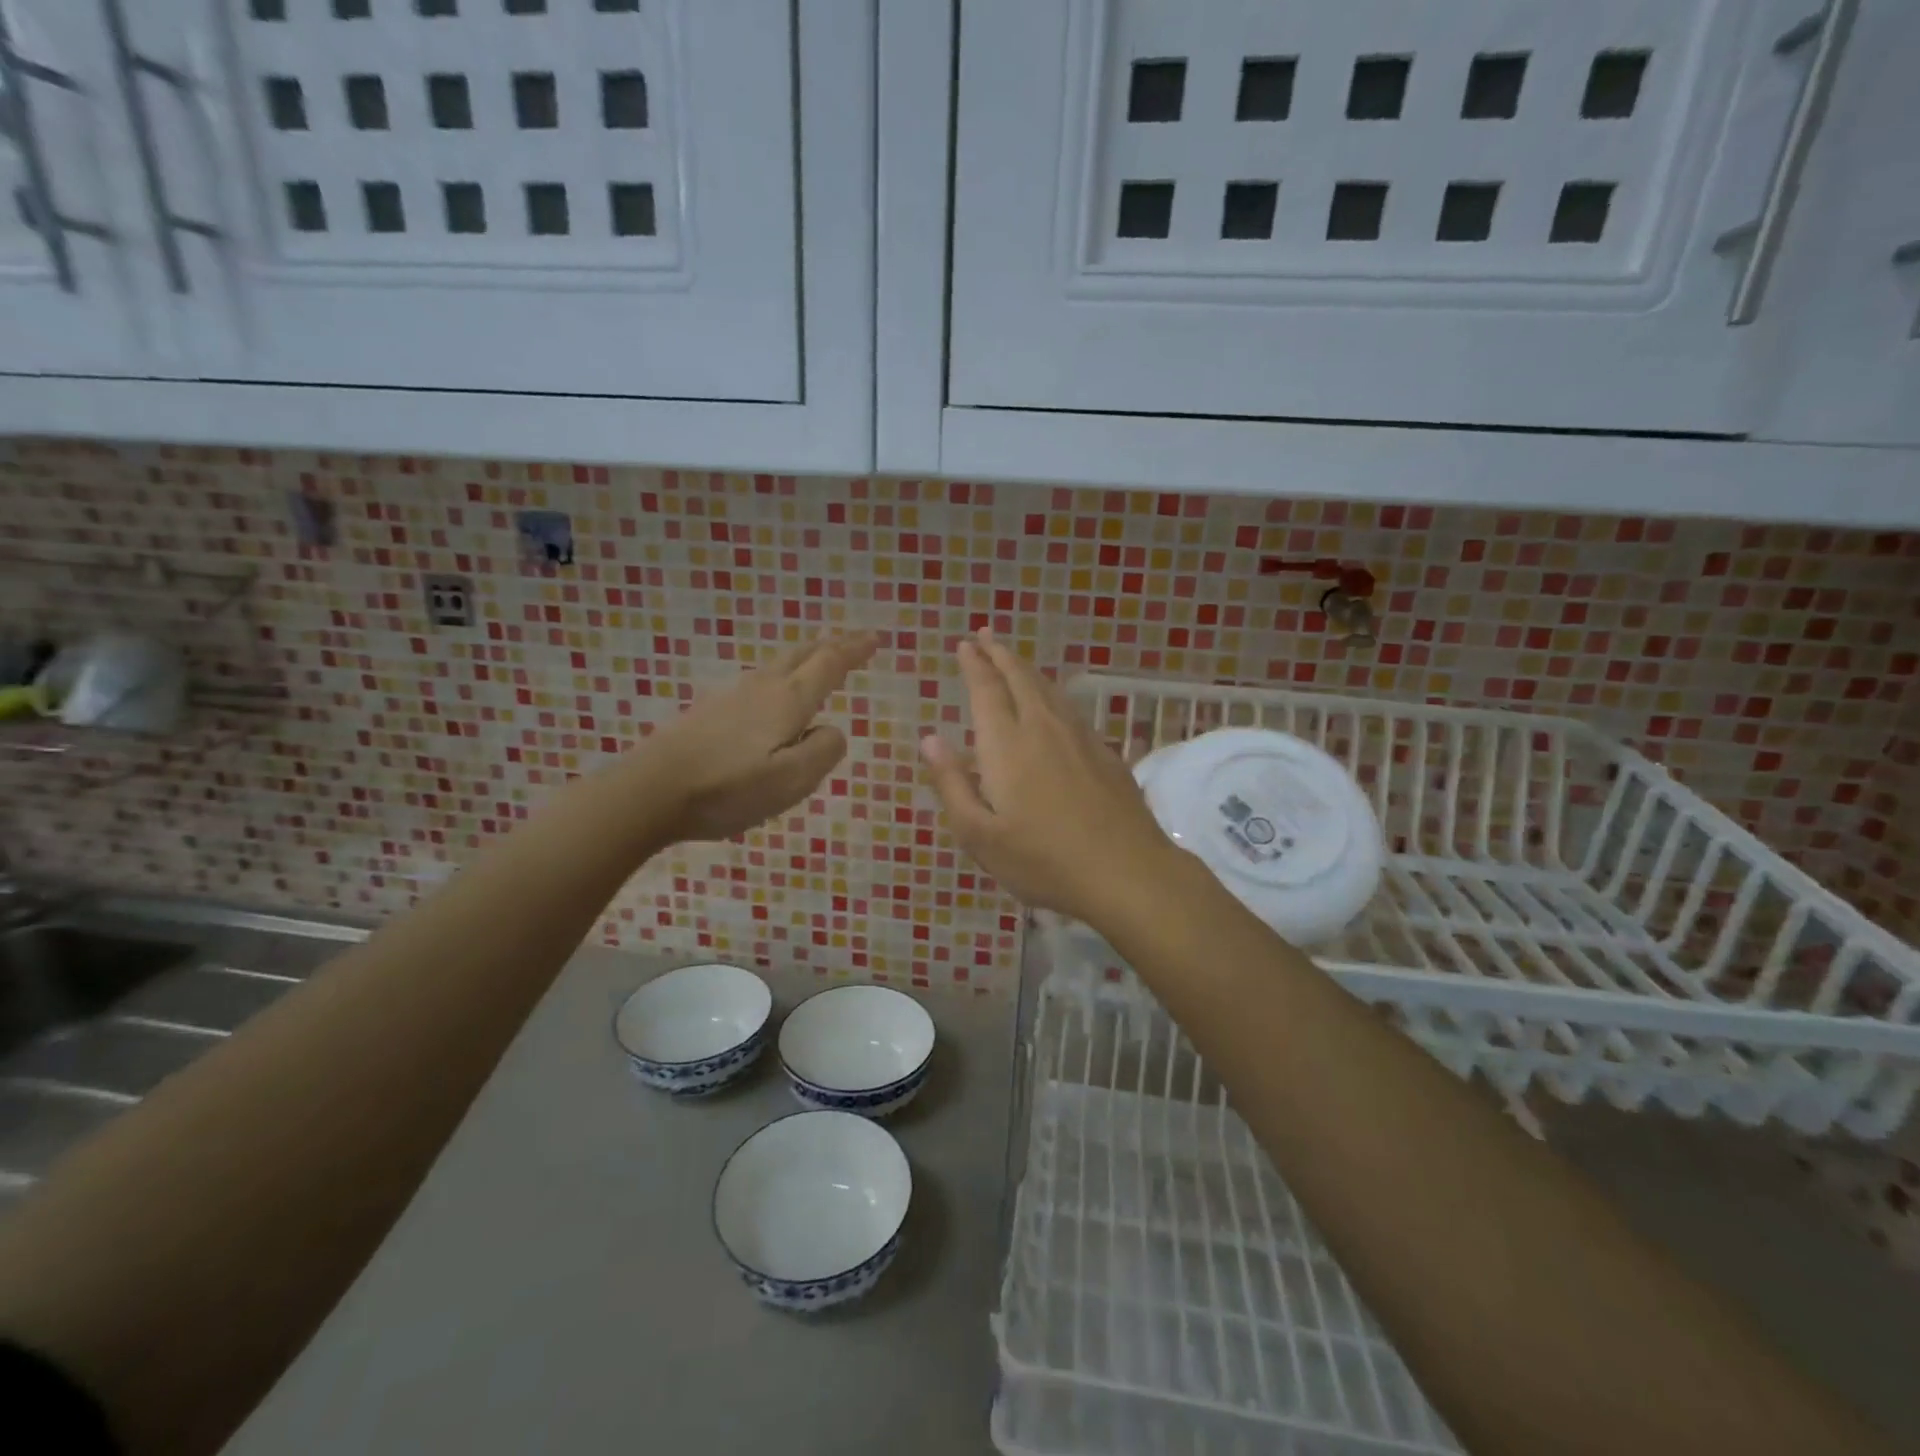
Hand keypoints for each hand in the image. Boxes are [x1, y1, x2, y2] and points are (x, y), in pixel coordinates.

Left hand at [636, 633, 876, 842]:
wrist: (650, 791)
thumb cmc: (728, 788)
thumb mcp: (792, 780)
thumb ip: (823, 751)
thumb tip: (832, 730)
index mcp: (787, 701)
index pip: (829, 664)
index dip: (854, 650)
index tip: (875, 639)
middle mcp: (762, 689)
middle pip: (801, 654)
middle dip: (831, 645)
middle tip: (854, 642)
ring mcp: (731, 697)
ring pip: (778, 666)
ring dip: (805, 659)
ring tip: (819, 663)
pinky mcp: (710, 713)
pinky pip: (759, 684)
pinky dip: (781, 678)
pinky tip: (774, 698)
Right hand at [919, 630, 1183, 924]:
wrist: (1126, 872)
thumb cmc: (1042, 860)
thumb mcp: (979, 835)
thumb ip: (952, 784)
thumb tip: (930, 739)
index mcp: (1007, 744)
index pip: (986, 690)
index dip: (974, 664)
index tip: (965, 644)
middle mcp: (1043, 728)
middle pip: (1020, 678)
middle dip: (999, 653)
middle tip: (985, 635)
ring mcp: (1080, 737)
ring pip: (1049, 689)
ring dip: (1026, 669)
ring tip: (1013, 660)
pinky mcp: (1105, 752)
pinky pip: (1070, 708)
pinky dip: (1052, 694)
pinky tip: (1052, 704)